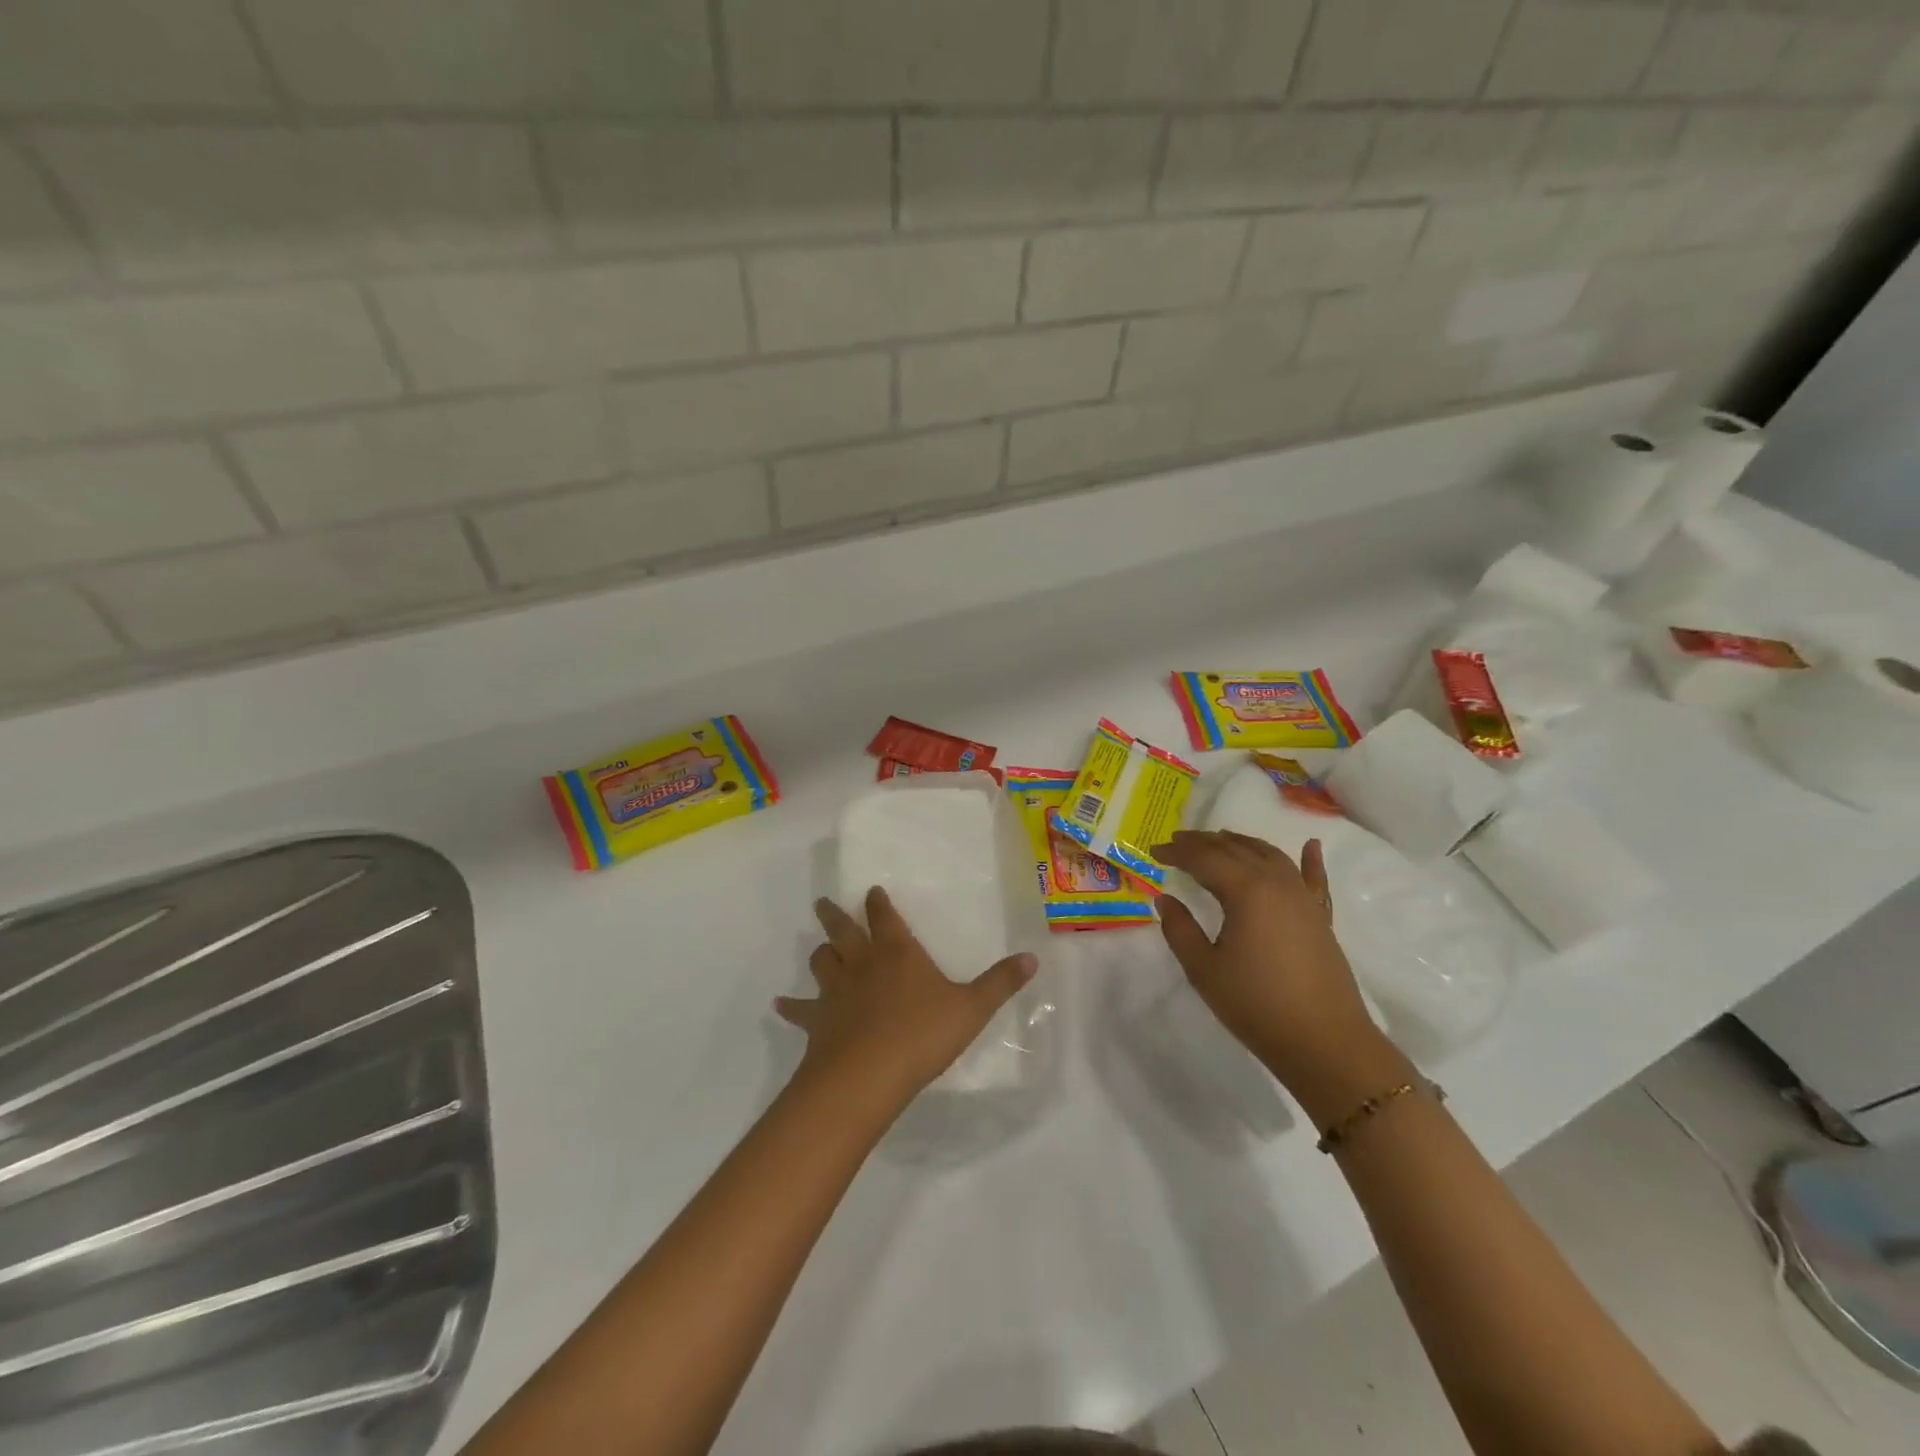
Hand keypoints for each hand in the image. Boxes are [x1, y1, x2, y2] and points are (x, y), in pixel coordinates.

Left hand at [776, 888, 1036, 1111]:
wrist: (868, 1075)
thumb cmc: (923, 1035)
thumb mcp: (972, 1008)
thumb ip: (1000, 983)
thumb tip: (1032, 957)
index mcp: (898, 952)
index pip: (885, 917)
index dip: (878, 903)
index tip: (871, 891)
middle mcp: (862, 963)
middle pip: (843, 930)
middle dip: (835, 915)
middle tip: (823, 902)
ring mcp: (836, 991)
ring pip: (822, 962)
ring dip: (820, 953)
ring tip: (819, 948)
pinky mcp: (817, 1021)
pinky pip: (799, 1009)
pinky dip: (790, 1005)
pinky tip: (779, 1004)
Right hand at [1153, 830, 1386, 1094]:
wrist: (1324, 1043)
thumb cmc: (1256, 1005)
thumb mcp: (1204, 969)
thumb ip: (1180, 930)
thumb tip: (1165, 899)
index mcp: (1246, 890)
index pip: (1204, 859)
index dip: (1177, 851)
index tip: (1153, 850)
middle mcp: (1277, 883)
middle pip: (1236, 849)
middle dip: (1204, 842)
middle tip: (1177, 841)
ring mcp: (1303, 898)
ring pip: (1270, 856)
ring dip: (1242, 843)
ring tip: (1220, 838)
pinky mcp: (1320, 917)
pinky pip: (1314, 879)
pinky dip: (1310, 860)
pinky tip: (1311, 845)